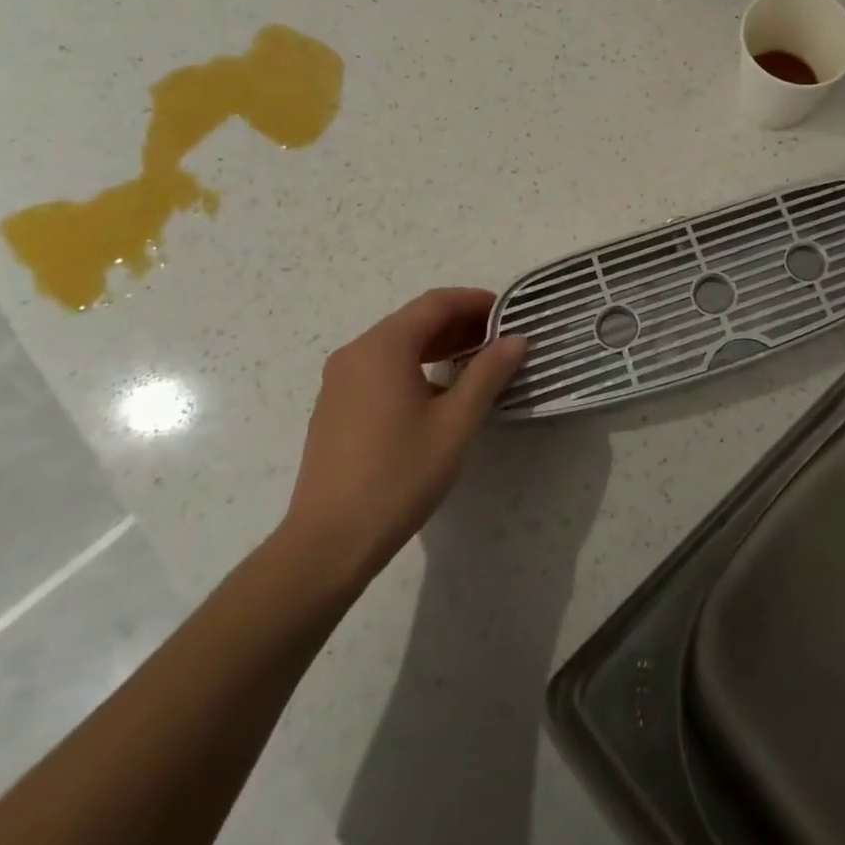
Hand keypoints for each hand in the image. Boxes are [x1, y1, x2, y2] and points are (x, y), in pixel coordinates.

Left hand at [278, 288, 525, 590]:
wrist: (329, 543)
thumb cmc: (399, 475)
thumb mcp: (455, 423)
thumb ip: (487, 374)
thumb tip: (515, 339)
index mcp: (383, 348)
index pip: (435, 303)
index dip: (475, 301)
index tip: (509, 312)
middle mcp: (356, 354)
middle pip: (414, 321)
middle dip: (460, 324)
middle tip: (500, 339)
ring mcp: (340, 381)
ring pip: (397, 346)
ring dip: (439, 346)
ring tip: (478, 362)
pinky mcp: (335, 408)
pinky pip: (381, 369)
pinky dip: (415, 367)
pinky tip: (439, 393)